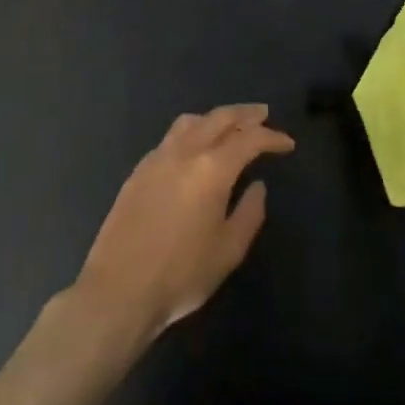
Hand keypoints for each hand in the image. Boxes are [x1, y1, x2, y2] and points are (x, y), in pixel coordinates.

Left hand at [74, 104, 294, 341]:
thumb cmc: (181, 274)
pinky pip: (170, 138)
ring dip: (215, 118)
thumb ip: (249, 213)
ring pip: (191, 121)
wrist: (118, 290)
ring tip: (229, 125)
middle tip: (263, 114)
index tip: (287, 143)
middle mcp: (185, 152)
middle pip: (219, 118)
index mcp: (212, 168)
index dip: (271, 137)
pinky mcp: (138, 171)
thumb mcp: (228, 250)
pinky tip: (194, 149)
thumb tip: (257, 186)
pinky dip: (191, 132)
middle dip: (245, 114)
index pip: (249, 139)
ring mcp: (157, 158)